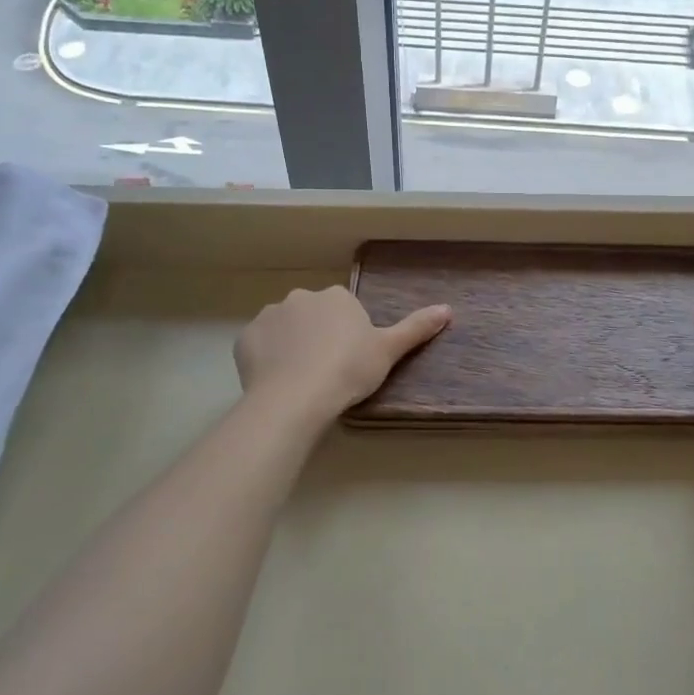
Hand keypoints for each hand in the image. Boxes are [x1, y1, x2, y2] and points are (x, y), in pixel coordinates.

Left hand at [235, 286, 450, 430]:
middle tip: (328, 371)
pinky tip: (276, 380)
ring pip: (285, 328)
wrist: (295, 398)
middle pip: (314, 315)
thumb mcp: (388, 351)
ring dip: (292, 345)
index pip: (345, 309)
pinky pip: (260, 344)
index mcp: (337, 296)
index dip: (349, 335)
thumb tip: (448, 308)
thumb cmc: (348, 370)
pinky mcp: (245, 338)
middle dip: (319, 335)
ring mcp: (270, 315)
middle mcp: (302, 297)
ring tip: (301, 380)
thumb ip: (416, 328)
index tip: (351, 361)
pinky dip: (266, 357)